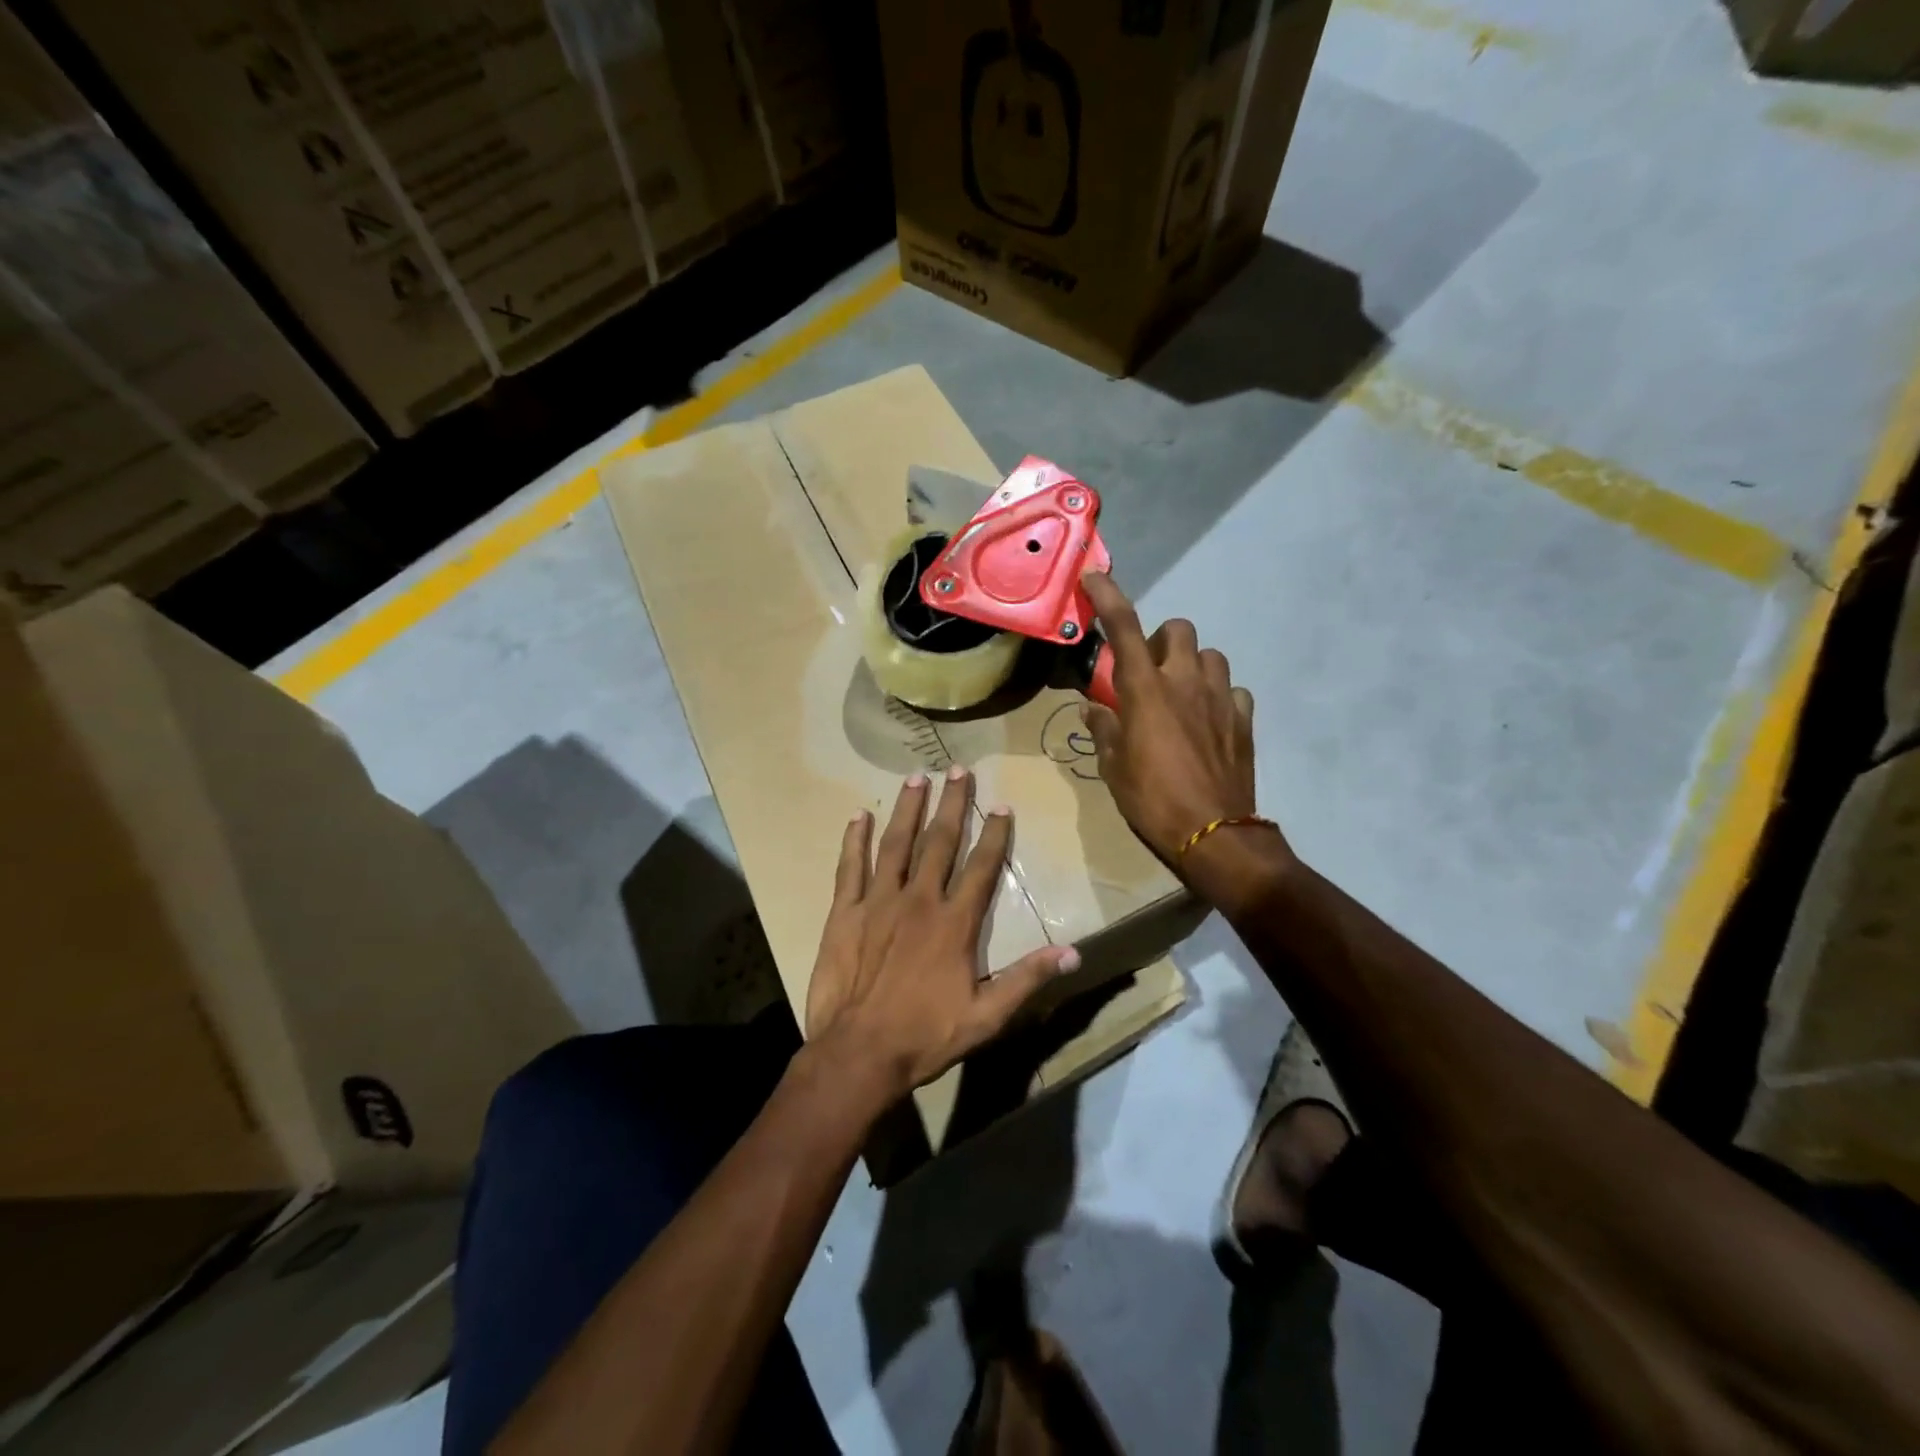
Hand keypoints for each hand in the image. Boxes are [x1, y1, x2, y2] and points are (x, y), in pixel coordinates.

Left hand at [804, 768, 1078, 1105]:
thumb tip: (1072, 952)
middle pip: (940, 842)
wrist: (859, 1052)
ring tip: (916, 777)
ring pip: (896, 843)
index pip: (981, 867)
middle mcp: (919, 900)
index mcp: (955, 922)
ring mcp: (879, 902)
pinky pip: (850, 867)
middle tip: (959, 770)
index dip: (994, 834)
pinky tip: (858, 815)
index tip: (1001, 805)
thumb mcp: (987, 1016)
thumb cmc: (926, 1036)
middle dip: (952, 804)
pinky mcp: (845, 912)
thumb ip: (1027, 979)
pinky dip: (854, 840)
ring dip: (908, 808)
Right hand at [1079, 572, 1274, 869]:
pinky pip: (1232, 690)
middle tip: (1147, 671)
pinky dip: (1218, 696)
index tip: (1095, 577)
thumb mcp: (1113, 767)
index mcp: (1145, 690)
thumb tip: (1093, 708)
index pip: (1123, 627)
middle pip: (1178, 629)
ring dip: (1191, 665)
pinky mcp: (1243, 719)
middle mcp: (1184, 681)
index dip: (1108, 596)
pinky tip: (1209, 719)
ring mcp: (1219, 697)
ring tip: (1180, 695)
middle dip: (1160, 640)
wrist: (1213, 833)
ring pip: (1210, 655)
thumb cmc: (1152, 799)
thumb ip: (1103, 729)